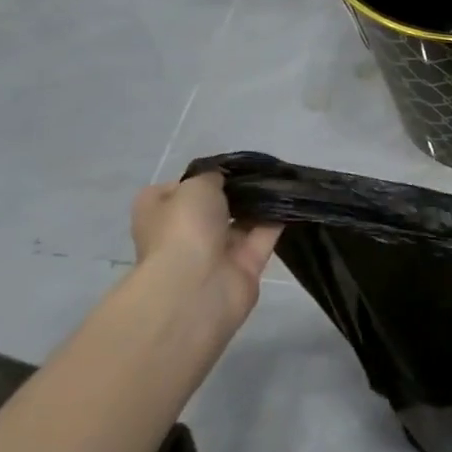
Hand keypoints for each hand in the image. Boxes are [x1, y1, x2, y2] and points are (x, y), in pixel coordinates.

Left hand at [130, 172, 280, 336]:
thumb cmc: (184, 228)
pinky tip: (293, 199)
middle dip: (238, 189)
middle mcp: (184, 231)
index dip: (204, 175)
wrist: (198, 285)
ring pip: (242, 220)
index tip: (229, 166)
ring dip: (260, 203)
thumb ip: (213, 176)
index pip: (180, 188)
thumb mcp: (195, 185)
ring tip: (284, 179)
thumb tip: (223, 178)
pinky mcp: (245, 265)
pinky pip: (264, 235)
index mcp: (159, 212)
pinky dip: (277, 219)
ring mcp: (215, 251)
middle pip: (215, 205)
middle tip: (264, 169)